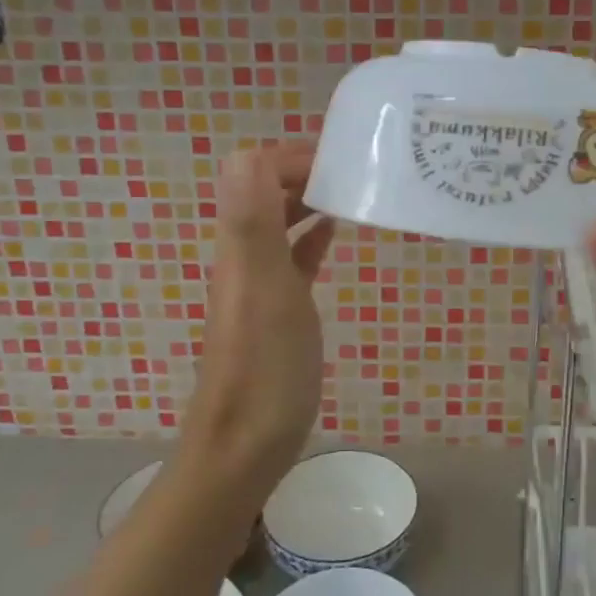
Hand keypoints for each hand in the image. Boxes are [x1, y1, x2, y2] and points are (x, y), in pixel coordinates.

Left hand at [179, 144, 335, 502]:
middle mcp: (244, 253)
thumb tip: (246, 152)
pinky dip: (312, 234)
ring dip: (309, 198)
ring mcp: (260, 281)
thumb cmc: (263, 367)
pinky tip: (336, 230)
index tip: (341, 158)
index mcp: (240, 242)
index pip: (254, 169)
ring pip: (280, 220)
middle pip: (266, 190)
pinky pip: (293, 255)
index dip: (292, 155)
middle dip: (304, 170)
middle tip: (356, 170)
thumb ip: (252, 222)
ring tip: (354, 192)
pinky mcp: (278, 306)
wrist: (245, 443)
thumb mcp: (264, 289)